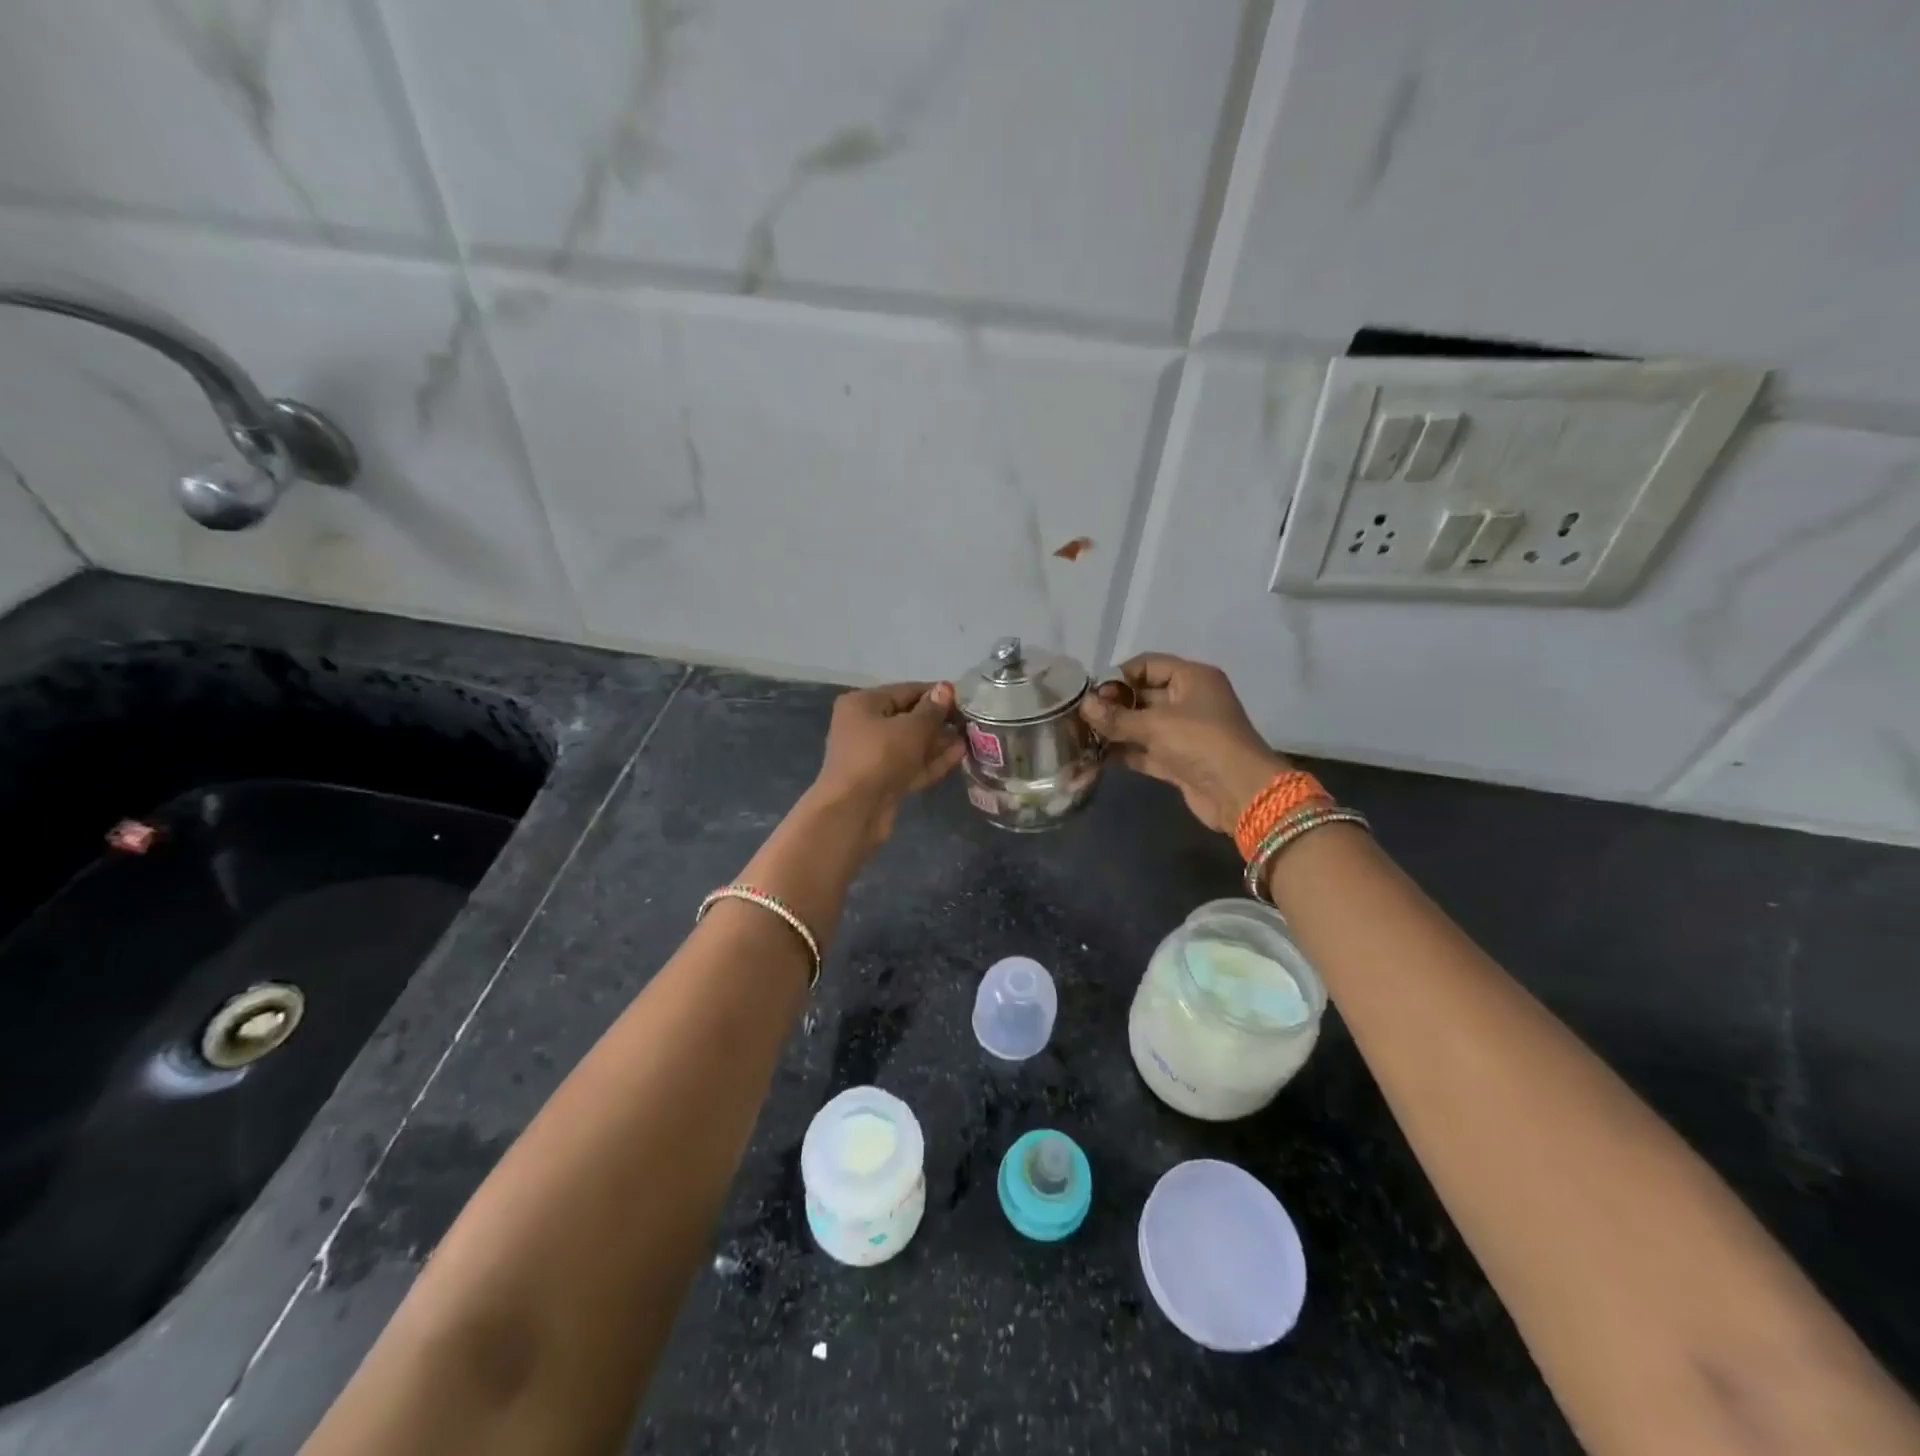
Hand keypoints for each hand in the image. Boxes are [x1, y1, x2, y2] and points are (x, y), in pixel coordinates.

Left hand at [812, 681, 965, 842]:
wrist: (854, 811)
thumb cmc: (880, 757)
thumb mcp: (911, 728)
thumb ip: (932, 710)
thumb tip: (946, 689)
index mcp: (863, 704)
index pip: (905, 691)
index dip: (936, 693)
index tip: (964, 698)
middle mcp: (864, 726)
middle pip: (908, 718)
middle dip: (939, 720)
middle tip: (971, 721)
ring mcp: (872, 756)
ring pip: (911, 744)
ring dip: (939, 742)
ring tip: (970, 737)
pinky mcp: (883, 781)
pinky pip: (911, 764)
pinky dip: (932, 760)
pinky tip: (960, 755)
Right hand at [1079, 654, 1288, 834]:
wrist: (1240, 793)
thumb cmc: (1201, 742)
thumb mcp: (1156, 724)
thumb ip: (1116, 716)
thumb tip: (1083, 705)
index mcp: (1192, 678)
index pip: (1148, 665)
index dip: (1118, 676)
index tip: (1089, 692)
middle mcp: (1188, 700)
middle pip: (1142, 695)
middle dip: (1112, 705)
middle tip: (1079, 716)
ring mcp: (1183, 732)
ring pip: (1141, 725)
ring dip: (1114, 730)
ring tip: (1079, 736)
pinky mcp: (1177, 760)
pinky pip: (1144, 750)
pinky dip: (1123, 752)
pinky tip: (1094, 757)